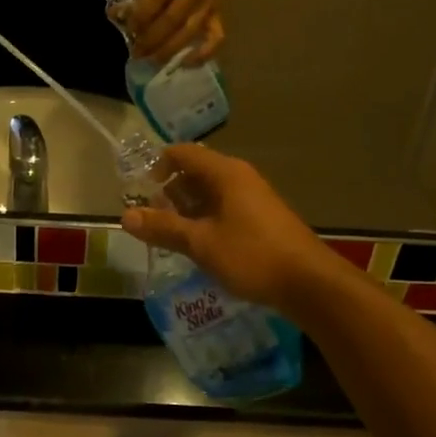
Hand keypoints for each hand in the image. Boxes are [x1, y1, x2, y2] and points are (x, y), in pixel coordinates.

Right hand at [121, 145, 346, 313]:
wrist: (310, 283)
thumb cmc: (252, 255)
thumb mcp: (201, 243)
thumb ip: (163, 228)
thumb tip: (125, 216)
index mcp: (225, 173)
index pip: (182, 153)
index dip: (157, 167)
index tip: (142, 194)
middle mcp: (239, 178)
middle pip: (195, 172)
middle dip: (169, 194)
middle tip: (152, 221)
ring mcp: (253, 198)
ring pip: (210, 194)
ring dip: (187, 211)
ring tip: (171, 237)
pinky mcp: (261, 219)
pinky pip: (224, 209)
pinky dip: (206, 221)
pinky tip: (199, 248)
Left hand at [130, 0, 231, 60]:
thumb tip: (117, 14)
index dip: (140, 17)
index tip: (129, 29)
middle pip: (171, 20)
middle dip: (151, 39)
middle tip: (137, 53)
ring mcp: (208, 6)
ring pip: (189, 32)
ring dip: (168, 50)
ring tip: (152, 60)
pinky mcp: (219, 17)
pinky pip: (215, 39)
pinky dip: (202, 54)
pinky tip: (185, 63)